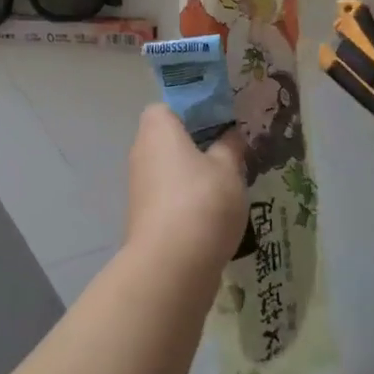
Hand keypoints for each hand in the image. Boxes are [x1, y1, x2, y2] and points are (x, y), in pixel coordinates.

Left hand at [126, 105, 248, 273]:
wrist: (172, 266)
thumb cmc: (202, 201)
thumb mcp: (229, 168)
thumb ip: (231, 147)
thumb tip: (231, 135)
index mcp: (157, 130)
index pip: (166, 107)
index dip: (191, 109)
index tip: (219, 119)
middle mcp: (142, 153)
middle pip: (169, 138)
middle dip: (197, 143)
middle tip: (231, 149)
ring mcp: (141, 188)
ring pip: (171, 169)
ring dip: (195, 173)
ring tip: (230, 181)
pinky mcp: (146, 217)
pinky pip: (171, 196)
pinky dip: (190, 199)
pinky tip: (217, 210)